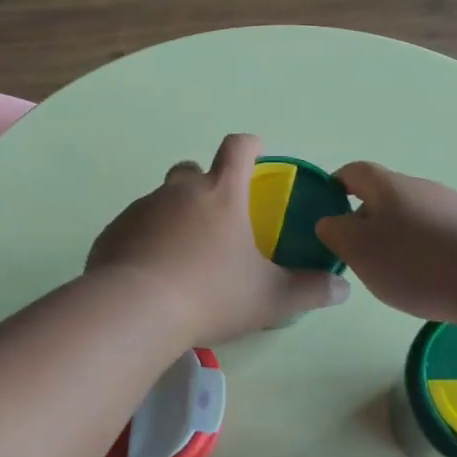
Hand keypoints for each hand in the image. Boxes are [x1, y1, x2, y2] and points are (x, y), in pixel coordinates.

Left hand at [88, 134, 349, 347]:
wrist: (134, 310)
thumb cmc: (210, 295)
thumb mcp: (270, 299)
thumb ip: (309, 290)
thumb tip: (342, 290)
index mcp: (221, 194)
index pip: (237, 149)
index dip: (249, 146)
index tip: (255, 152)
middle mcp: (179, 191)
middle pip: (192, 170)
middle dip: (205, 183)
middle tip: (217, 219)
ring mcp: (142, 208)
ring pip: (161, 200)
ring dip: (174, 216)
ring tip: (183, 256)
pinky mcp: (115, 230)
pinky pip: (135, 226)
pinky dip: (146, 239)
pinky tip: (152, 273)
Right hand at [314, 161, 456, 326]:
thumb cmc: (418, 263)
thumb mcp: (359, 251)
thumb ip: (336, 233)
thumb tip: (331, 221)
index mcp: (387, 185)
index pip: (353, 172)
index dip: (335, 186)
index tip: (326, 209)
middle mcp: (421, 186)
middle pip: (384, 195)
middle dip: (367, 220)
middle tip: (358, 254)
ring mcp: (454, 206)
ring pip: (413, 216)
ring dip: (399, 237)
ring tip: (397, 274)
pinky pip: (440, 234)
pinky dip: (427, 251)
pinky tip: (433, 281)